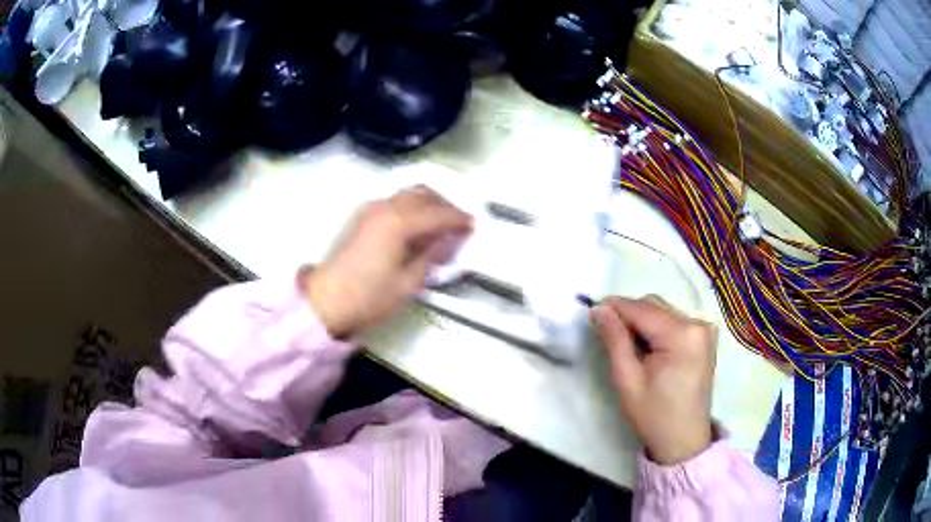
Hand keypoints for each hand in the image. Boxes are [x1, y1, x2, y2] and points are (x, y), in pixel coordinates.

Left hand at [304, 186, 472, 338]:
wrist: (326, 302)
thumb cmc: (369, 298)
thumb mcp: (408, 283)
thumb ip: (432, 255)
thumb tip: (450, 239)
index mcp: (398, 222)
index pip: (438, 213)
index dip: (458, 219)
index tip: (473, 226)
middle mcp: (385, 207)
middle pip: (423, 194)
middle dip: (445, 206)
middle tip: (458, 225)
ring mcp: (370, 209)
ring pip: (408, 194)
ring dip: (428, 204)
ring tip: (440, 226)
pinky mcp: (361, 216)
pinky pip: (394, 202)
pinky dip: (411, 208)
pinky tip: (416, 228)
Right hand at [591, 296, 716, 465]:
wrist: (683, 440)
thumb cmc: (653, 415)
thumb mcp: (627, 379)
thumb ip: (614, 340)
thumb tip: (599, 309)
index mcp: (682, 334)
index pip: (642, 309)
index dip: (615, 307)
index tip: (592, 313)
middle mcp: (698, 323)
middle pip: (654, 305)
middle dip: (629, 316)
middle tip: (609, 337)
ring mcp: (705, 329)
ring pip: (663, 311)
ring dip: (642, 323)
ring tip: (630, 349)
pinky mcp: (705, 337)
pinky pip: (674, 321)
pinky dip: (657, 329)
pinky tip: (649, 351)